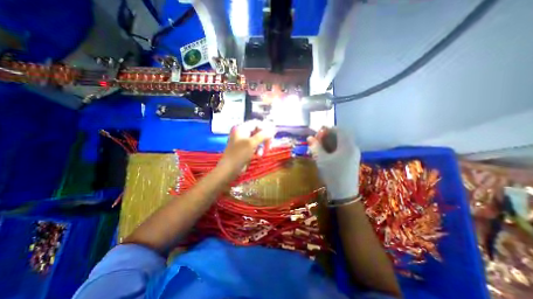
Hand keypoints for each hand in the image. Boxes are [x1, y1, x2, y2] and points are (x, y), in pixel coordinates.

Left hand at [218, 120, 274, 179]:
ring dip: (262, 146)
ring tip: (264, 152)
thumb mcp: (251, 143)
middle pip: (258, 131)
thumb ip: (262, 135)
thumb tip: (272, 131)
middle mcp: (243, 134)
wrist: (230, 169)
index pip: (256, 123)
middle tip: (270, 144)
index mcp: (242, 129)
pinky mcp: (246, 150)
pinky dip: (259, 150)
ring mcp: (244, 142)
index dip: (264, 128)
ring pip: (258, 140)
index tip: (271, 135)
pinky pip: (256, 147)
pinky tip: (258, 155)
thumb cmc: (239, 154)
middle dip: (265, 138)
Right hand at [306, 127, 359, 199]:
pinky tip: (325, 154)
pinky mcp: (351, 161)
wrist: (344, 194)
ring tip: (318, 148)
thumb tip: (310, 137)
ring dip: (329, 143)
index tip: (317, 134)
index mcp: (347, 145)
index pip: (339, 130)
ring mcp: (353, 155)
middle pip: (340, 136)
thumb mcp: (321, 160)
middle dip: (327, 137)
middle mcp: (353, 148)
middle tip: (316, 141)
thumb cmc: (333, 174)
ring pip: (340, 143)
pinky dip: (333, 149)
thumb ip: (315, 147)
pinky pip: (342, 150)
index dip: (327, 130)